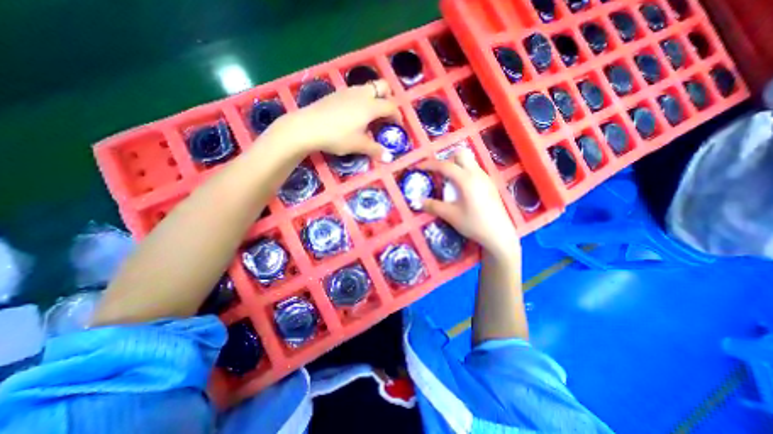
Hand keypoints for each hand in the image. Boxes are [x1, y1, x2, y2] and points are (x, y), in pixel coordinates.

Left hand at [267, 79, 398, 158]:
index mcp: (370, 106)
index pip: (391, 106)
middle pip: (382, 87)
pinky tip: (354, 115)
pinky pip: (356, 92)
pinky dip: (362, 100)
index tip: (398, 126)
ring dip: (374, 99)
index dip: (398, 116)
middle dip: (389, 98)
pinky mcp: (337, 94)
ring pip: (368, 88)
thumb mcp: (358, 145)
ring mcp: (348, 91)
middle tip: (386, 115)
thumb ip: (375, 150)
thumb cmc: (337, 136)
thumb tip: (388, 158)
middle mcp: (362, 94)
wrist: (307, 127)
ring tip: (370, 117)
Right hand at [421, 148, 520, 259]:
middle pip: (461, 155)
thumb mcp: (450, 216)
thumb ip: (433, 206)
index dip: (429, 164)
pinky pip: (474, 170)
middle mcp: (477, 174)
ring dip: (456, 166)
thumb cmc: (474, 224)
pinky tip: (462, 189)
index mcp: (466, 180)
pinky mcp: (490, 184)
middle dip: (446, 160)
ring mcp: (486, 178)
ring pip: (469, 161)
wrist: (499, 235)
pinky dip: (464, 172)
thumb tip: (417, 201)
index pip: (445, 165)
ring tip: (449, 182)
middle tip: (439, 174)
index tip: (419, 167)